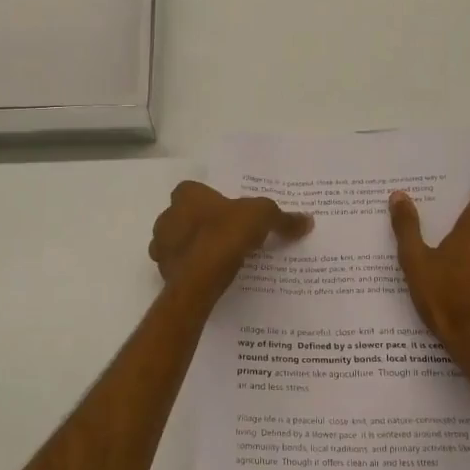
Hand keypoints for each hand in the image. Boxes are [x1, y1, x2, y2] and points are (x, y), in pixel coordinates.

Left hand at [150, 181, 312, 302]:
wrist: (199, 279)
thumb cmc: (224, 235)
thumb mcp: (262, 218)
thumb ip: (282, 218)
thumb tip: (307, 221)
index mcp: (186, 195)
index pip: (193, 190)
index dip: (209, 199)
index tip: (227, 211)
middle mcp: (167, 216)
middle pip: (184, 216)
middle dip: (200, 224)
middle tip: (226, 235)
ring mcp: (162, 246)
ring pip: (178, 243)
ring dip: (194, 248)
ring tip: (220, 259)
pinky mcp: (164, 272)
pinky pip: (180, 267)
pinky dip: (192, 270)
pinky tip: (210, 277)